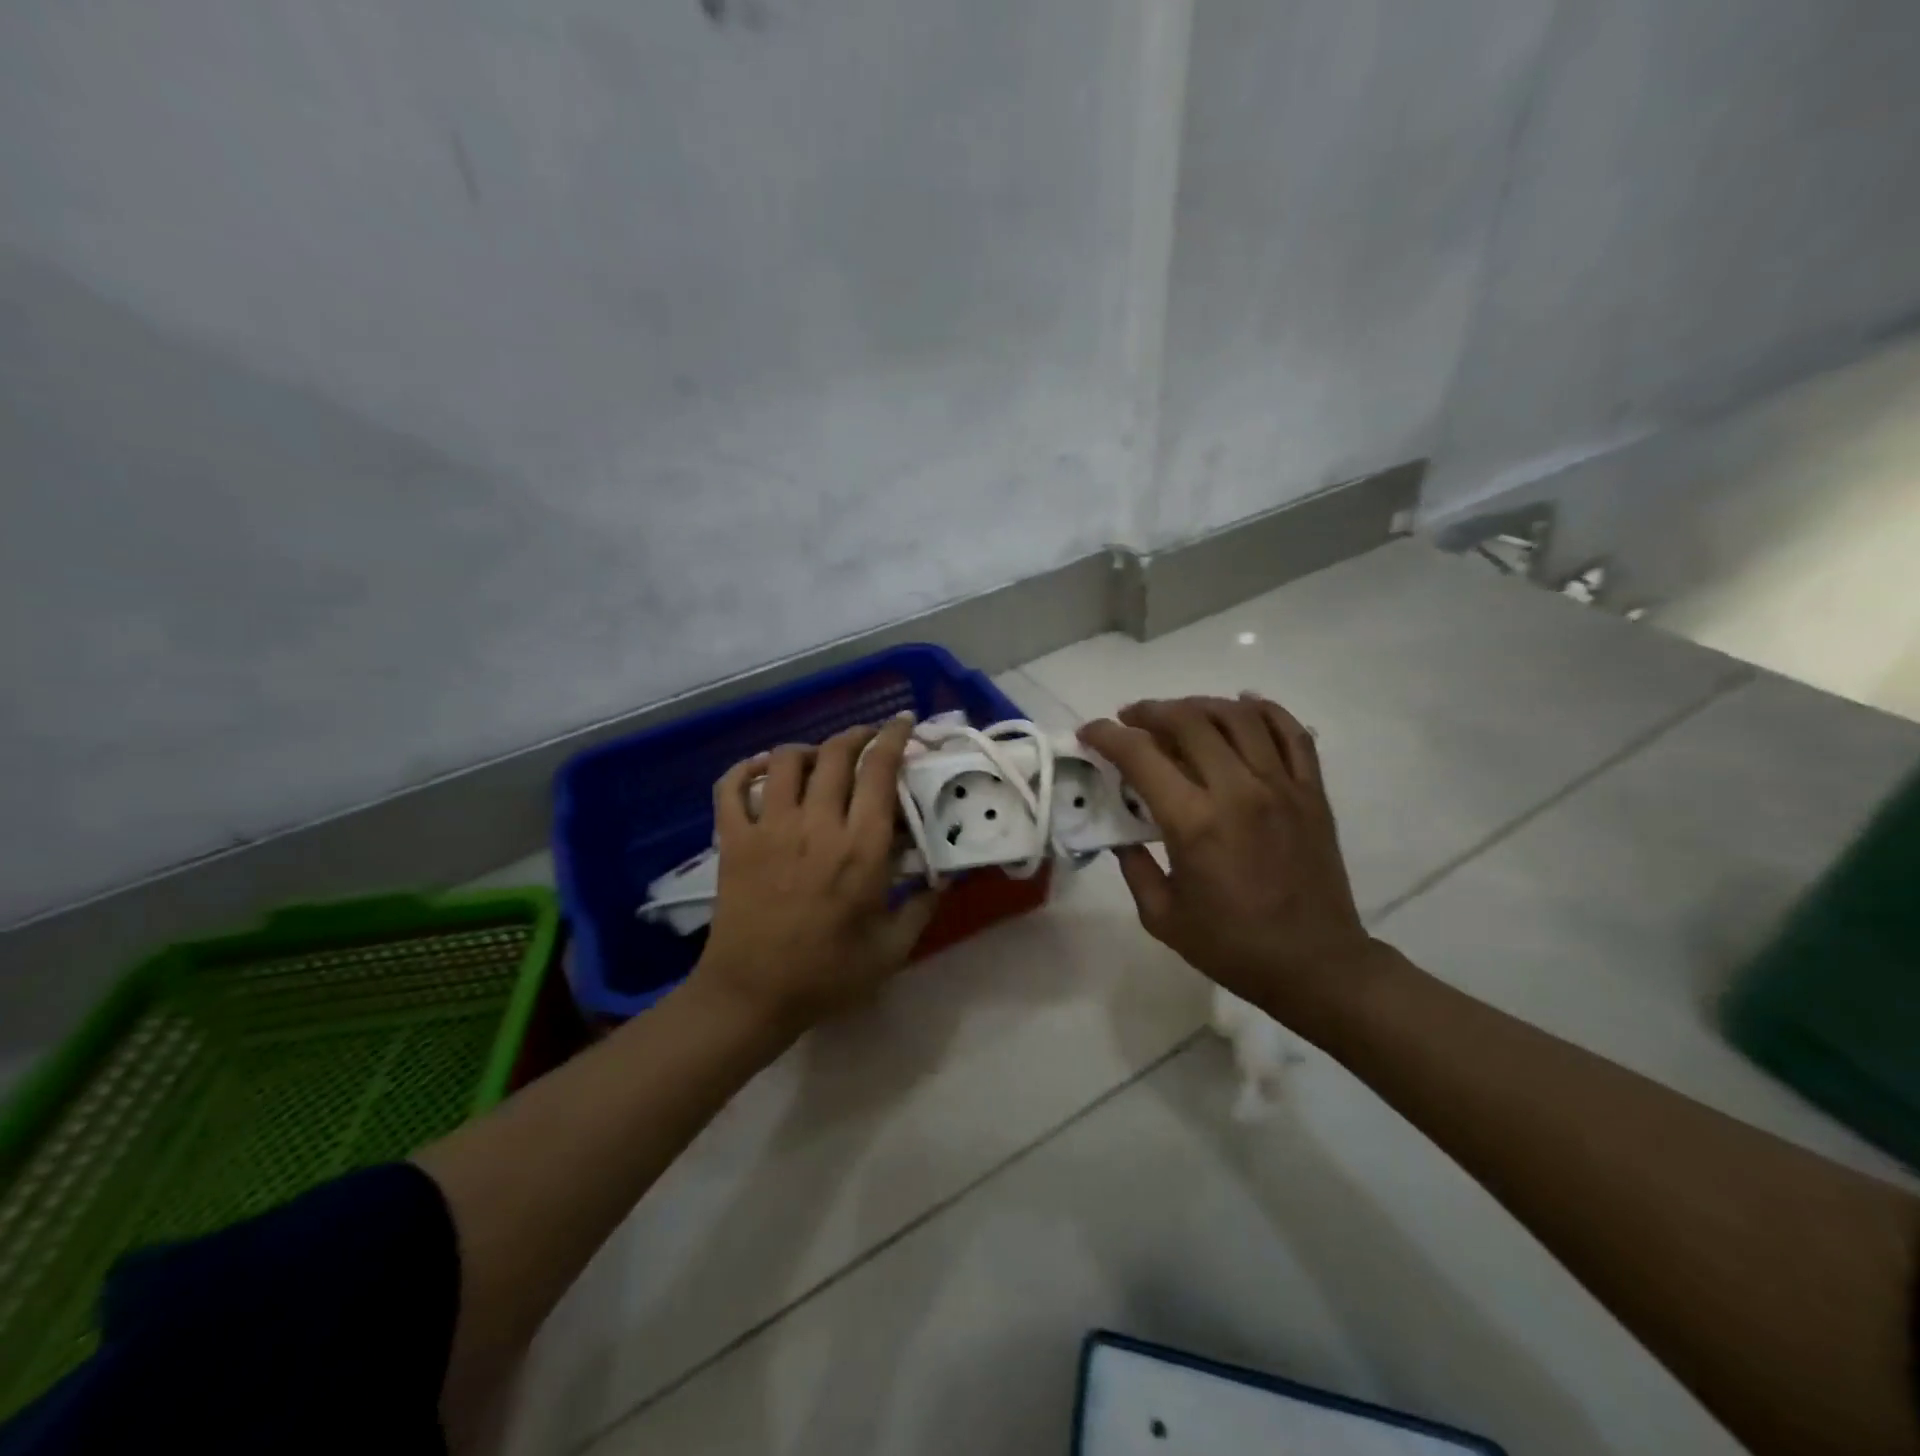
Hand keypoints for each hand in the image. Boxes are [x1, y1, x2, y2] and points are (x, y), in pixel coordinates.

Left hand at [693, 714, 939, 1036]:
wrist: (751, 996)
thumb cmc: (827, 975)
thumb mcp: (891, 948)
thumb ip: (922, 905)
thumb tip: (945, 873)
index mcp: (860, 849)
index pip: (879, 771)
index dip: (894, 738)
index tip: (904, 723)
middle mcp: (816, 826)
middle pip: (836, 754)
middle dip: (858, 734)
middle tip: (870, 738)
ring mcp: (769, 829)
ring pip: (787, 760)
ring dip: (810, 748)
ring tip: (822, 758)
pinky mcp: (733, 839)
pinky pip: (732, 786)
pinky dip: (747, 768)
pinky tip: (764, 770)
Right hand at [1079, 695, 1387, 1037]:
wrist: (1316, 965)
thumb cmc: (1232, 946)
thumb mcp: (1162, 916)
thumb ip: (1133, 867)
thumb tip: (1121, 833)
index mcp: (1195, 823)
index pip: (1141, 756)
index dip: (1107, 735)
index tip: (1089, 732)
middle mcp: (1238, 791)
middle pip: (1189, 721)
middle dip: (1150, 711)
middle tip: (1131, 718)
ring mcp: (1282, 786)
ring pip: (1239, 717)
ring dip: (1200, 704)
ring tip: (1179, 712)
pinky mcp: (1312, 792)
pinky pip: (1292, 733)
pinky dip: (1265, 710)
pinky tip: (1242, 706)